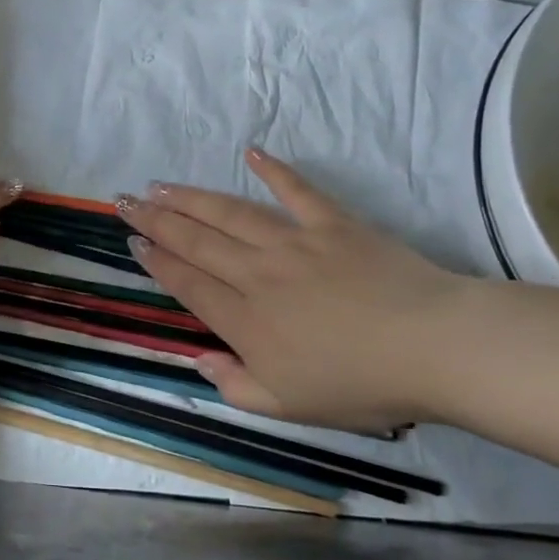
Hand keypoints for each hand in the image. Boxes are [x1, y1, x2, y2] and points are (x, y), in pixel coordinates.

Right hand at [119, 149, 481, 431]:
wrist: (431, 346)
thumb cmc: (360, 385)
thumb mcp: (288, 407)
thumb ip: (235, 385)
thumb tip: (198, 360)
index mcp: (246, 321)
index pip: (189, 284)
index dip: (157, 261)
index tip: (133, 241)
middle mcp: (259, 274)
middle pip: (198, 242)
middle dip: (158, 221)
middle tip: (127, 200)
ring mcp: (296, 243)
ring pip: (231, 214)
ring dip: (193, 198)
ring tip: (162, 185)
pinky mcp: (334, 223)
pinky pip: (297, 190)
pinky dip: (274, 169)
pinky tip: (251, 152)